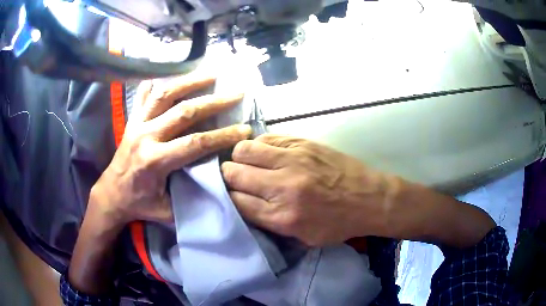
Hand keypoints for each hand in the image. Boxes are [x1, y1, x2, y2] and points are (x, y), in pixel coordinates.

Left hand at [93, 74, 251, 224]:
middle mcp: (146, 137)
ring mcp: (137, 124)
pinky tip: (171, 75)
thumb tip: (220, 187)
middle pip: (184, 112)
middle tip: (236, 93)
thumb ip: (192, 198)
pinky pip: (144, 95)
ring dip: (189, 82)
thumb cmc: (139, 204)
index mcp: (155, 161)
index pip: (196, 143)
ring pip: (164, 95)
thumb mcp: (168, 210)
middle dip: (214, 102)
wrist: (111, 194)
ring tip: (211, 74)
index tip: (244, 129)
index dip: (223, 136)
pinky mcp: (132, 120)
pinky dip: (157, 83)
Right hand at [221, 135, 397, 246]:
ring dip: (240, 158)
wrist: (369, 199)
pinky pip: (267, 138)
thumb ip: (269, 224)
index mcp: (282, 216)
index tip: (230, 196)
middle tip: (235, 179)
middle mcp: (282, 186)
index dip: (228, 198)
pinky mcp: (302, 143)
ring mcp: (292, 160)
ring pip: (244, 150)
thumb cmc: (338, 223)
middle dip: (227, 177)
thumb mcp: (303, 237)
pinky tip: (266, 154)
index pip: (236, 201)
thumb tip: (243, 204)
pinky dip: (260, 146)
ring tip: (248, 163)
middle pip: (233, 173)